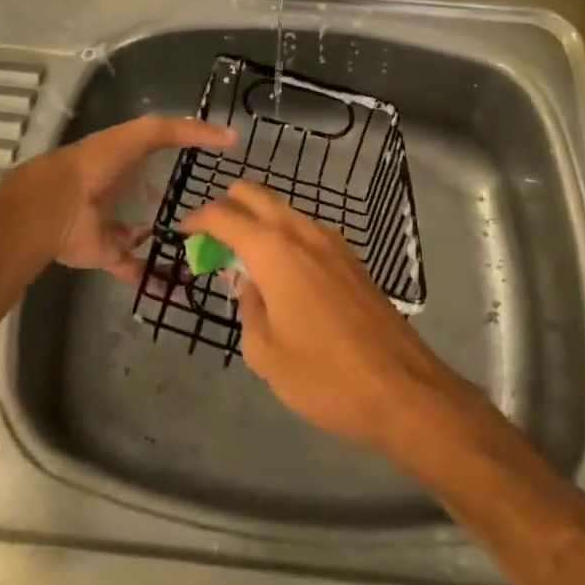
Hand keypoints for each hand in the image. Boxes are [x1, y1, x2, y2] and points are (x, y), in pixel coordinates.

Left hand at [40, 116, 236, 284]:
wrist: (60, 203)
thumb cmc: (103, 161)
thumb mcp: (148, 133)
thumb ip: (187, 131)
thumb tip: (231, 136)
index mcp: (129, 159)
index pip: (161, 157)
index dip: (186, 160)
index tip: (216, 170)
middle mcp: (122, 191)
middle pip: (155, 199)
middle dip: (179, 206)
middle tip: (216, 219)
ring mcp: (116, 225)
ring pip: (148, 236)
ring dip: (170, 244)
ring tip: (205, 253)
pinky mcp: (110, 255)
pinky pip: (137, 268)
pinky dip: (157, 280)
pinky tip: (183, 288)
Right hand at [181, 182, 468, 457]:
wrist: (402, 388)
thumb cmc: (325, 376)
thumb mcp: (266, 354)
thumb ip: (248, 310)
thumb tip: (250, 286)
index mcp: (274, 250)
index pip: (225, 216)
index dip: (199, 219)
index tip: (183, 230)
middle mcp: (302, 232)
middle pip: (256, 195)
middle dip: (228, 206)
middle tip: (211, 236)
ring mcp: (331, 240)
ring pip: (283, 210)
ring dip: (258, 220)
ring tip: (243, 255)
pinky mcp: (351, 257)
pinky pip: (305, 229)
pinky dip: (283, 235)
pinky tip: (282, 271)